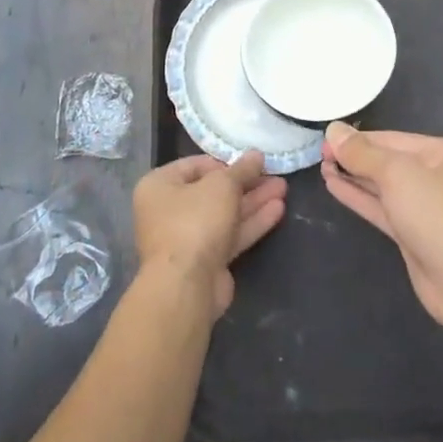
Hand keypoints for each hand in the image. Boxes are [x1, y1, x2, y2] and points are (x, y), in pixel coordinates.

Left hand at [133, 153, 286, 320]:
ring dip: (253, 201)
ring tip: (283, 188)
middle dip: (246, 183)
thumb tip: (256, 155)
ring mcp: (187, 239)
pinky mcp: (206, 261)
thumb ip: (242, 169)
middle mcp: (168, 211)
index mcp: (159, 186)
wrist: (186, 286)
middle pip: (213, 191)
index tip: (251, 161)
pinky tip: (278, 210)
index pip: (195, 166)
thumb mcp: (222, 185)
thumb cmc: (195, 221)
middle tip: (274, 174)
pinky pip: (230, 235)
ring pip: (225, 214)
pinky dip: (251, 223)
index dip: (225, 162)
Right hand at [321, 124, 442, 332]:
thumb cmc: (437, 215)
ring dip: (354, 177)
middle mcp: (439, 175)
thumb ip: (362, 153)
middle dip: (355, 158)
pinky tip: (334, 186)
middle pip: (389, 161)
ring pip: (384, 186)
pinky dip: (360, 197)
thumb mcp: (397, 174)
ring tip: (322, 167)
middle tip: (319, 154)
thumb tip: (333, 130)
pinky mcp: (415, 233)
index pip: (393, 138)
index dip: (358, 139)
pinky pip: (383, 208)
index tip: (325, 139)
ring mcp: (428, 206)